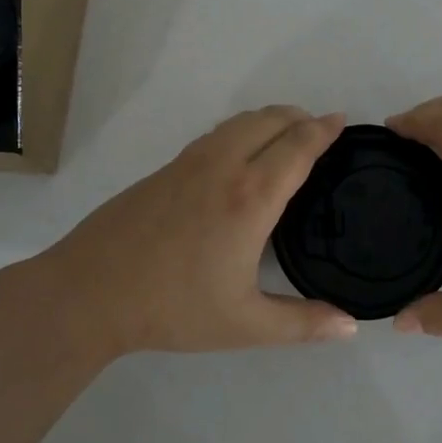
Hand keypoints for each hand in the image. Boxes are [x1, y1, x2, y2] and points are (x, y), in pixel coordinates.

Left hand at [42, 107, 359, 355]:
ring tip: (286, 135)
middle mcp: (225, 165)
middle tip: (320, 129)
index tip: (342, 121)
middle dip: (300, 117)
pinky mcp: (167, 167)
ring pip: (240, 121)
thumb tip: (351, 325)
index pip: (298, 146)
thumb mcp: (244, 324)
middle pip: (270, 120)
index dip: (324, 129)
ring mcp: (191, 161)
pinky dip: (242, 129)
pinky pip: (217, 133)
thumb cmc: (174, 307)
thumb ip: (302, 323)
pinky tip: (240, 154)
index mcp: (251, 196)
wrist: (91, 290)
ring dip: (270, 119)